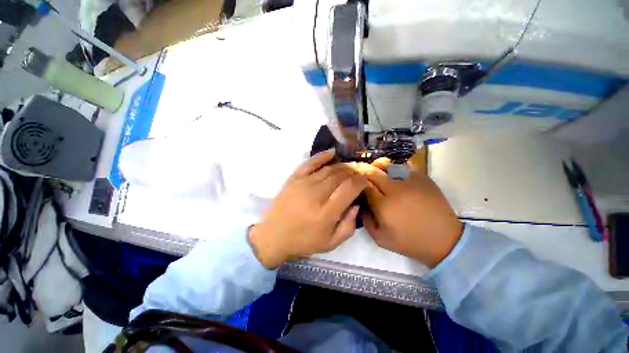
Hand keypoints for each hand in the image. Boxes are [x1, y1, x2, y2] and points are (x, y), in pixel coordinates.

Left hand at [248, 149, 366, 267]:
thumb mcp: (331, 243)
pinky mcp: (294, 178)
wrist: (273, 235)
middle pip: (340, 175)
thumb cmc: (303, 241)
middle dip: (353, 172)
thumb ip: (349, 225)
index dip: (361, 181)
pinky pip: (311, 162)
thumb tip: (356, 204)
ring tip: (349, 168)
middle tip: (358, 175)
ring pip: (329, 168)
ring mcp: (304, 184)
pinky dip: (322, 156)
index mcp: (327, 212)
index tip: (364, 181)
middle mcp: (316, 194)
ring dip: (342, 166)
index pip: (350, 187)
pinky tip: (333, 153)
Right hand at [356, 158, 462, 267]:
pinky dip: (394, 167)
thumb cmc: (409, 242)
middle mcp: (395, 190)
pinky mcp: (423, 178)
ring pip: (388, 165)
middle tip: (358, 169)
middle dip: (362, 169)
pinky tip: (392, 172)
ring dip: (377, 165)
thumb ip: (365, 220)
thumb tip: (360, 203)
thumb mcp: (380, 239)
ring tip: (374, 167)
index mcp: (383, 205)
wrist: (444, 240)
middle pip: (373, 172)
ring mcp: (411, 182)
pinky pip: (404, 166)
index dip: (355, 180)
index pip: (364, 185)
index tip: (351, 179)